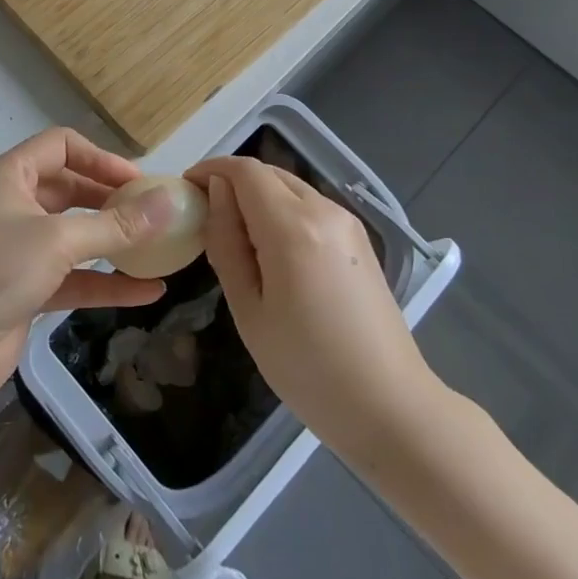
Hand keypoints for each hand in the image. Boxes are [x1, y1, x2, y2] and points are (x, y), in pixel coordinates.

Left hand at [0, 128, 176, 412]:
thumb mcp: (57, 241)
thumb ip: (115, 224)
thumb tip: (168, 202)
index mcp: (11, 176)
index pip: (61, 146)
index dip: (101, 158)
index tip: (140, 181)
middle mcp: (14, 205)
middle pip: (71, 189)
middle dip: (112, 200)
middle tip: (155, 214)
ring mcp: (19, 249)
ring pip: (75, 235)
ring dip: (114, 242)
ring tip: (159, 249)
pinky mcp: (26, 289)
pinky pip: (74, 276)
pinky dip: (107, 282)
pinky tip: (148, 292)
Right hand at [187, 156, 445, 459]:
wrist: (391, 408)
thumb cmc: (307, 367)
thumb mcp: (248, 309)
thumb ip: (227, 241)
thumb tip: (217, 192)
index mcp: (292, 226)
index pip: (244, 171)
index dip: (211, 170)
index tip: (186, 189)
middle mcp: (323, 211)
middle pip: (268, 173)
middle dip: (232, 182)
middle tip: (205, 215)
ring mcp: (347, 223)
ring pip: (290, 188)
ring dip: (258, 197)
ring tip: (236, 237)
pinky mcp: (359, 240)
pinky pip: (310, 207)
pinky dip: (282, 211)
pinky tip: (272, 252)